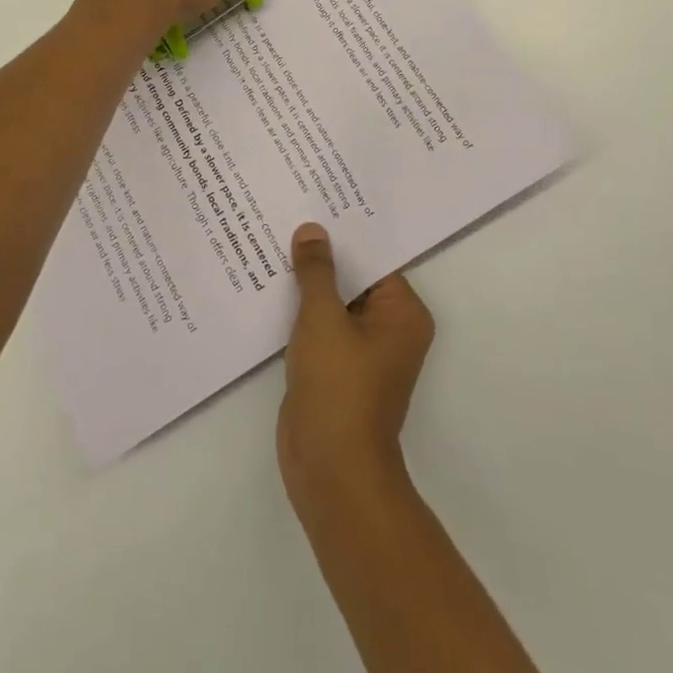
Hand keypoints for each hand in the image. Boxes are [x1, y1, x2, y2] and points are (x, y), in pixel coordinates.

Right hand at [279, 223, 434, 514]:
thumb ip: (316, 271)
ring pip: (334, 302)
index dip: (344, 232)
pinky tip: (269, 284)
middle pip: (354, 278)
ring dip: (308, 282)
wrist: (330, 471)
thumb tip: (312, 230)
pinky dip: (300, 310)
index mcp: (403, 313)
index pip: (374, 258)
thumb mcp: (323, 318)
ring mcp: (362, 350)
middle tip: (289, 212)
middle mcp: (389, 328)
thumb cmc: (338, 387)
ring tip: (274, 238)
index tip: (316, 201)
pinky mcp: (336, 368)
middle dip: (322, 255)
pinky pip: (320, 326)